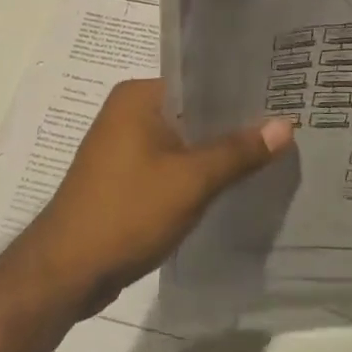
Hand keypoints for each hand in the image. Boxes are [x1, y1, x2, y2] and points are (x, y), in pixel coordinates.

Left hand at [17, 79, 292, 317]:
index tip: (281, 96)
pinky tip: (230, 182)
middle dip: (233, 122)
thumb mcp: (191, 181)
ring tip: (268, 151)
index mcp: (138, 96)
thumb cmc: (127, 212)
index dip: (240, 89)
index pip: (199, 80)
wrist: (66, 272)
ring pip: (183, 139)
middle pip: (193, 110)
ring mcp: (123, 145)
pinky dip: (196, 171)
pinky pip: (170, 163)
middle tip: (284, 126)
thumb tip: (286, 124)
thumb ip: (238, 152)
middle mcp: (128, 111)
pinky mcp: (124, 176)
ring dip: (215, 150)